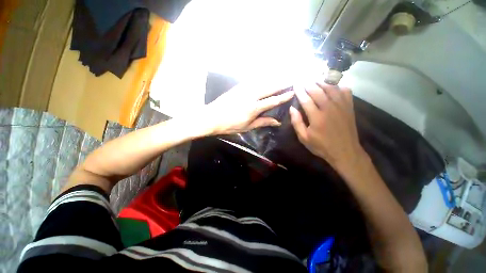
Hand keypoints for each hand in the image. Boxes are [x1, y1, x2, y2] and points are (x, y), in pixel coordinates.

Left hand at [201, 81, 294, 134]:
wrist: (212, 117)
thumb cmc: (230, 125)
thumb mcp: (248, 127)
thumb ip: (263, 122)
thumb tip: (277, 122)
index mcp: (254, 108)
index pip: (273, 101)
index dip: (283, 96)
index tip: (292, 92)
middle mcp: (251, 95)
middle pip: (269, 87)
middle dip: (281, 83)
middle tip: (292, 79)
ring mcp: (244, 89)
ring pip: (262, 81)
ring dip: (273, 78)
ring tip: (282, 76)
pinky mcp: (238, 87)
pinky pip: (253, 81)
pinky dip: (262, 78)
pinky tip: (266, 77)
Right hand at [289, 83, 366, 171]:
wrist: (345, 151)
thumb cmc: (321, 146)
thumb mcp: (304, 138)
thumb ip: (297, 122)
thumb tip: (292, 108)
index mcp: (317, 117)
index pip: (306, 99)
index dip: (299, 91)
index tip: (295, 84)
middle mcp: (329, 108)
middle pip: (318, 91)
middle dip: (309, 84)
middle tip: (303, 80)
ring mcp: (341, 106)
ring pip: (331, 88)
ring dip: (321, 82)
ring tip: (314, 80)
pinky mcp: (349, 107)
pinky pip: (345, 91)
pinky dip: (338, 86)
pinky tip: (332, 86)